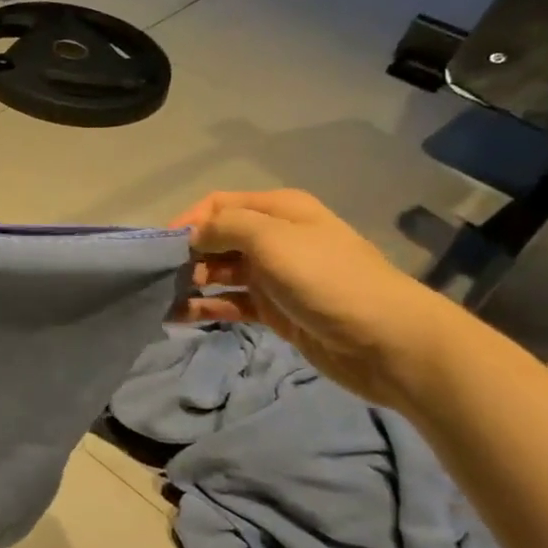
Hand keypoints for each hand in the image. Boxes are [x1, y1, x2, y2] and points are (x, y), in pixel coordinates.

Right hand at [170, 188, 456, 407]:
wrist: (388, 343)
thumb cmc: (327, 280)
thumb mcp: (272, 239)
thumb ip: (225, 227)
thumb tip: (192, 234)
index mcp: (279, 211)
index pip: (220, 204)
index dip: (188, 220)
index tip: (159, 246)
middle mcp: (276, 238)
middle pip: (218, 238)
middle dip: (187, 254)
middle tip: (158, 277)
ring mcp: (276, 277)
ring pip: (222, 273)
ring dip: (192, 282)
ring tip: (161, 298)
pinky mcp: (277, 311)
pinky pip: (232, 303)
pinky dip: (207, 307)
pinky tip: (179, 316)